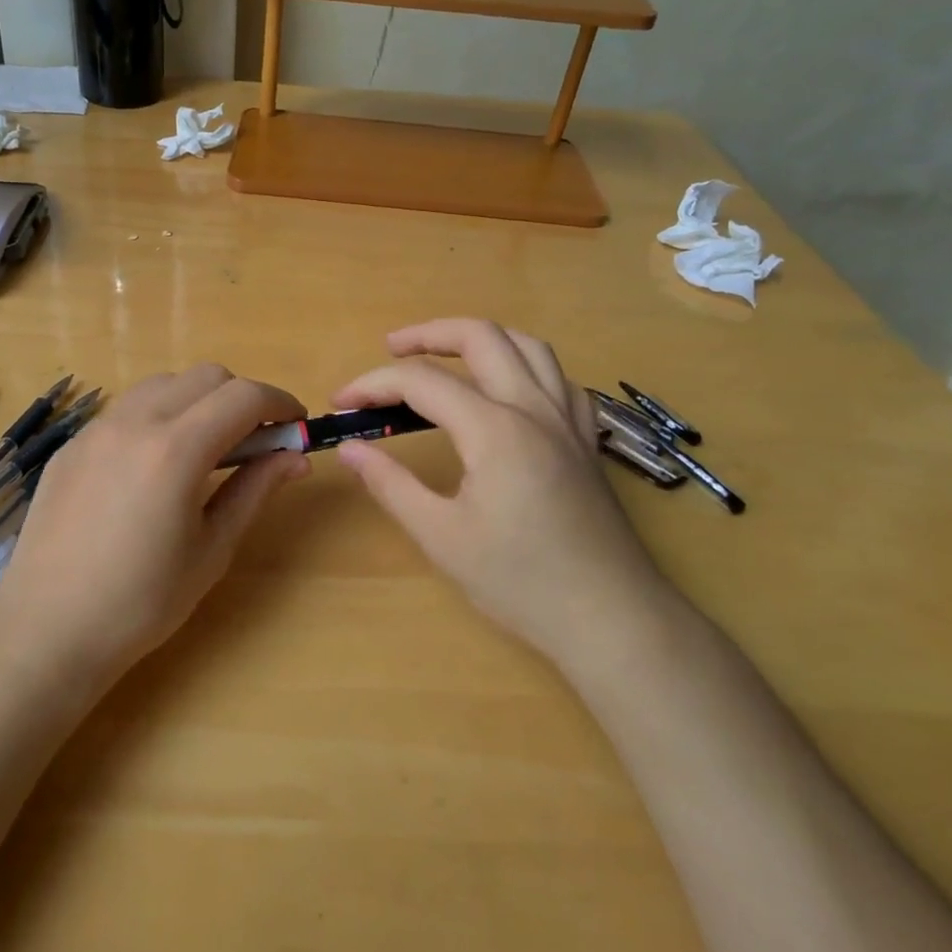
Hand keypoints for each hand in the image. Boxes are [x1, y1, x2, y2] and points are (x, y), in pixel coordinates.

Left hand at [0, 366, 309, 689]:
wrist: (47, 630)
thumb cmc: (142, 602)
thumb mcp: (212, 549)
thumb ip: (255, 490)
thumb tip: (295, 457)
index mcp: (176, 450)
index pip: (243, 396)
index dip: (280, 402)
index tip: (295, 426)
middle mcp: (135, 422)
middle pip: (206, 376)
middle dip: (241, 397)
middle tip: (254, 441)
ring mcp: (96, 429)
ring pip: (163, 384)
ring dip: (198, 401)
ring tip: (203, 450)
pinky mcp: (72, 445)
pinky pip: (127, 409)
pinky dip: (158, 416)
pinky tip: (154, 466)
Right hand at [333, 319, 670, 660]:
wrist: (610, 618)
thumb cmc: (520, 582)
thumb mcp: (441, 537)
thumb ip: (391, 484)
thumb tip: (350, 449)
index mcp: (495, 430)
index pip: (422, 382)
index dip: (374, 384)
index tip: (341, 402)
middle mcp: (534, 408)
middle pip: (481, 336)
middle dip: (428, 333)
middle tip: (390, 349)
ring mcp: (567, 420)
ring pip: (527, 346)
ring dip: (480, 339)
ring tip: (446, 357)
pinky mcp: (585, 439)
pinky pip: (558, 378)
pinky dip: (524, 365)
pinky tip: (509, 390)